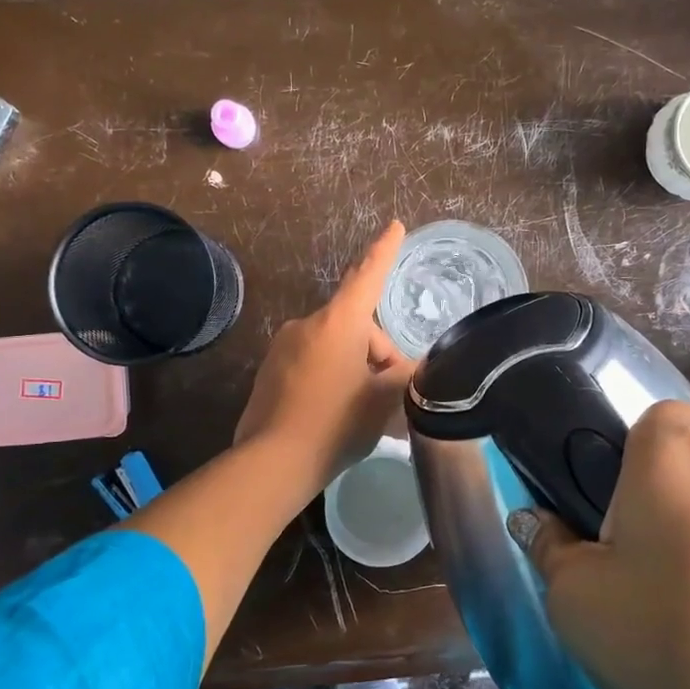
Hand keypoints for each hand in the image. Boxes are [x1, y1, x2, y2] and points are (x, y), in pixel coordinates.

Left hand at [234, 222, 414, 486]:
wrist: (272, 463)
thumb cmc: (336, 422)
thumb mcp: (383, 400)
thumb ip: (407, 377)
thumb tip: (419, 369)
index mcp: (338, 322)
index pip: (367, 276)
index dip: (384, 251)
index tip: (395, 225)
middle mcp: (307, 325)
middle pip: (356, 327)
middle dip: (380, 356)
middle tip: (393, 398)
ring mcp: (283, 349)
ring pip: (335, 348)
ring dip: (357, 370)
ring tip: (369, 413)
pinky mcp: (270, 372)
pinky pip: (312, 364)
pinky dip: (332, 379)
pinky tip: (339, 415)